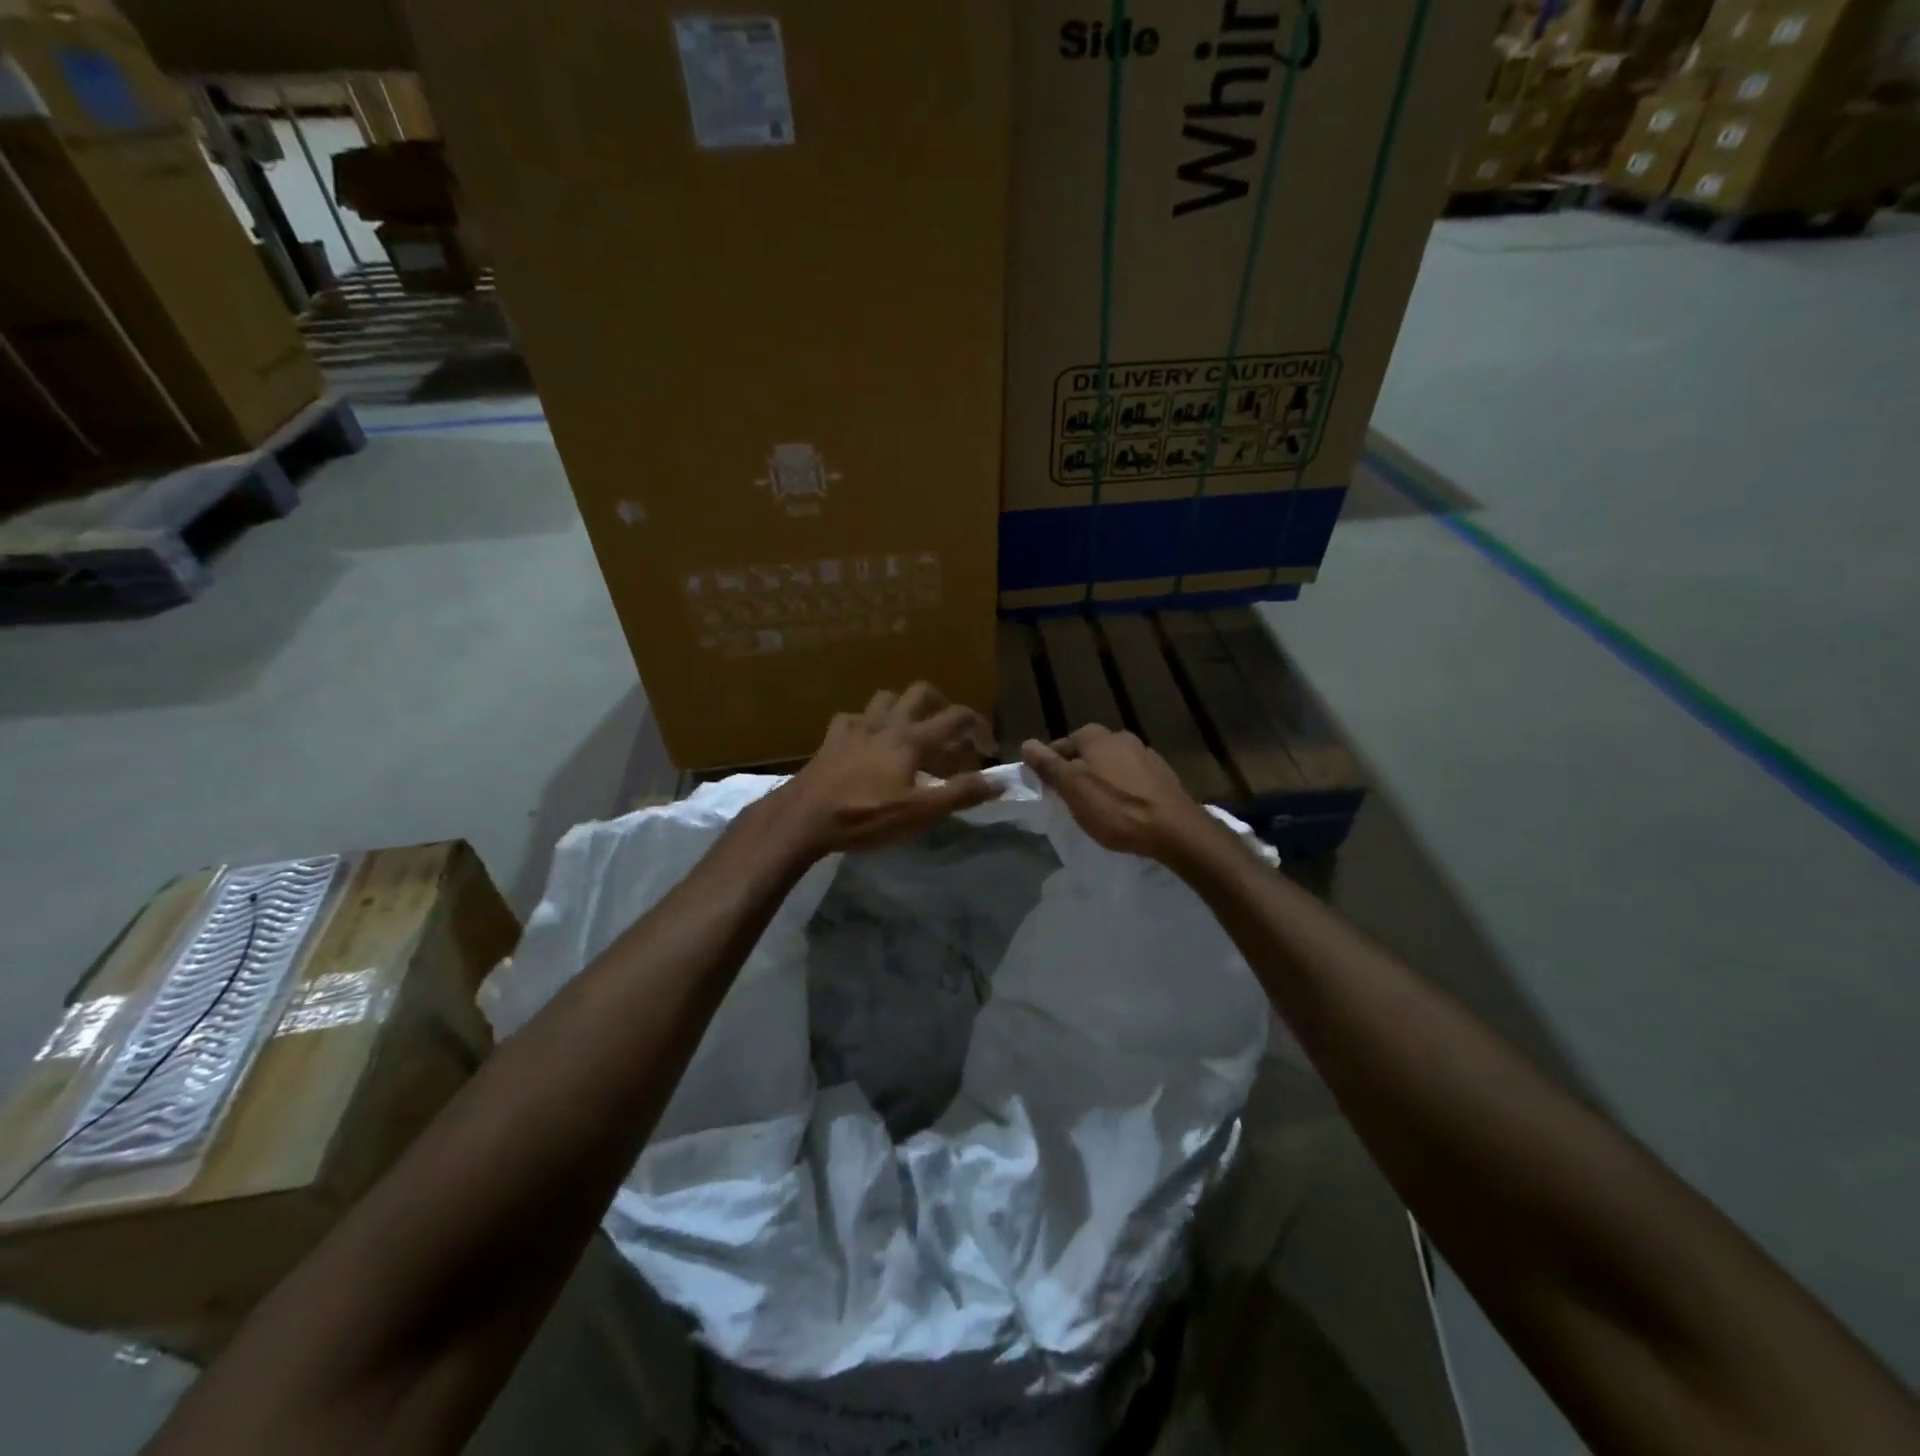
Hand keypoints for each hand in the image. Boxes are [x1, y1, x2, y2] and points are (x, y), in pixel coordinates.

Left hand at [765, 684, 1001, 855]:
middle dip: (942, 704)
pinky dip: (866, 724)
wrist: (804, 818)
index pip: (956, 717)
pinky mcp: (831, 739)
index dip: (980, 727)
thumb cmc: (866, 815)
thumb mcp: (920, 812)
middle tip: (950, 731)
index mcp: (911, 738)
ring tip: (911, 732)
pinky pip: (852, 718)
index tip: (988, 749)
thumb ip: (961, 793)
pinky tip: (866, 741)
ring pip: (885, 698)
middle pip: (921, 692)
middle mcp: (886, 723)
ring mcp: (855, 727)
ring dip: (904, 708)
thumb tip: (1000, 780)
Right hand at [1021, 725, 1216, 861]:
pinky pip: (1132, 777)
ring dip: (1101, 779)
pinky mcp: (1162, 775)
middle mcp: (1121, 737)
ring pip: (1111, 764)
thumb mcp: (1072, 788)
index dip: (1050, 766)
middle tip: (1070, 800)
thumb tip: (1027, 743)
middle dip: (1077, 771)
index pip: (1061, 745)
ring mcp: (1145, 754)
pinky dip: (1123, 789)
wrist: (1174, 829)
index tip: (1048, 790)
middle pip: (1088, 753)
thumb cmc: (1115, 808)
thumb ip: (1049, 765)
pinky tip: (1124, 809)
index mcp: (1096, 736)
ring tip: (1097, 806)